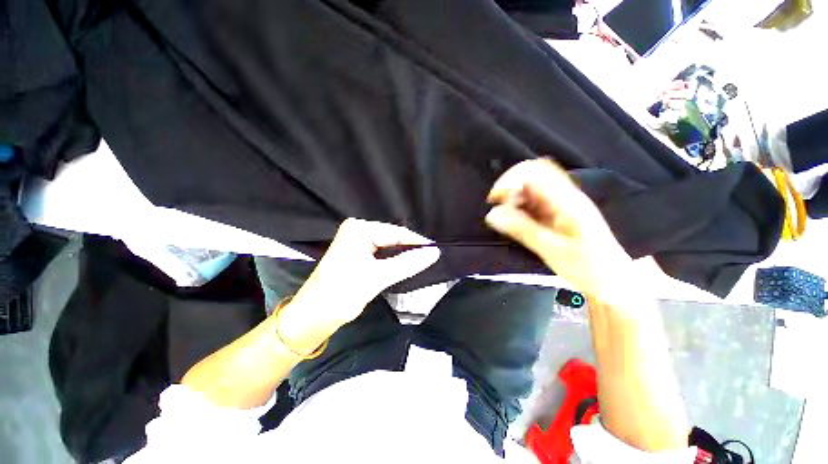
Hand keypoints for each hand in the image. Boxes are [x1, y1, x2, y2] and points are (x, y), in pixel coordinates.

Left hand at [289, 218, 440, 326]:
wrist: (315, 315)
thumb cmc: (342, 293)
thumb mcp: (378, 277)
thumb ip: (407, 263)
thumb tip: (434, 253)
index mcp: (358, 228)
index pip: (395, 232)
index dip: (417, 242)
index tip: (437, 250)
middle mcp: (357, 230)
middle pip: (392, 238)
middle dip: (410, 249)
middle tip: (431, 258)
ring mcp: (358, 241)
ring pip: (389, 246)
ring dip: (403, 255)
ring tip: (422, 261)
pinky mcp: (359, 253)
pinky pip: (383, 253)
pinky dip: (394, 260)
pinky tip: (406, 264)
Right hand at [485, 159, 633, 301]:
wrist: (614, 280)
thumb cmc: (589, 267)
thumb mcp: (552, 251)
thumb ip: (522, 230)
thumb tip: (492, 214)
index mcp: (568, 201)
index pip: (536, 172)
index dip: (510, 179)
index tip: (494, 200)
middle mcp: (564, 195)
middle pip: (532, 174)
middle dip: (509, 188)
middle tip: (499, 210)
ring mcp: (561, 203)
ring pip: (530, 187)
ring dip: (513, 199)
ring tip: (508, 219)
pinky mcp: (556, 212)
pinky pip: (532, 201)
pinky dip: (518, 207)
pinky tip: (517, 222)